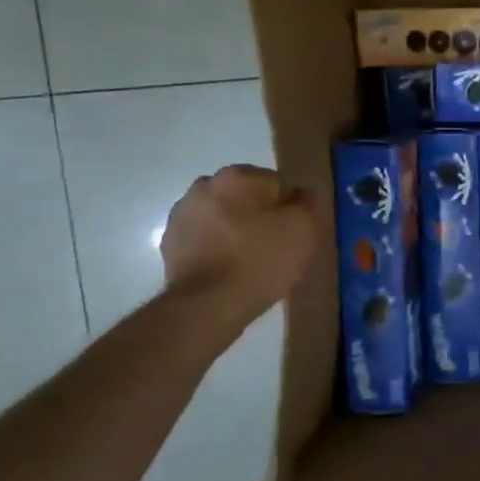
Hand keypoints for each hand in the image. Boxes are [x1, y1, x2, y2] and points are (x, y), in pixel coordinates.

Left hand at [160, 165, 323, 326]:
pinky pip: (204, 238)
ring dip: (235, 230)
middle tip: (274, 247)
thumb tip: (303, 193)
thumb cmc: (261, 259)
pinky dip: (216, 248)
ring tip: (250, 262)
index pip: (277, 184)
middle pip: (246, 198)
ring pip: (222, 216)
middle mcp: (204, 186)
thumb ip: (309, 202)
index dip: (289, 210)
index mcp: (238, 176)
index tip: (293, 234)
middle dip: (259, 216)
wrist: (208, 305)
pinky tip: (228, 270)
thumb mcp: (304, 228)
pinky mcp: (169, 243)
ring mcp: (181, 215)